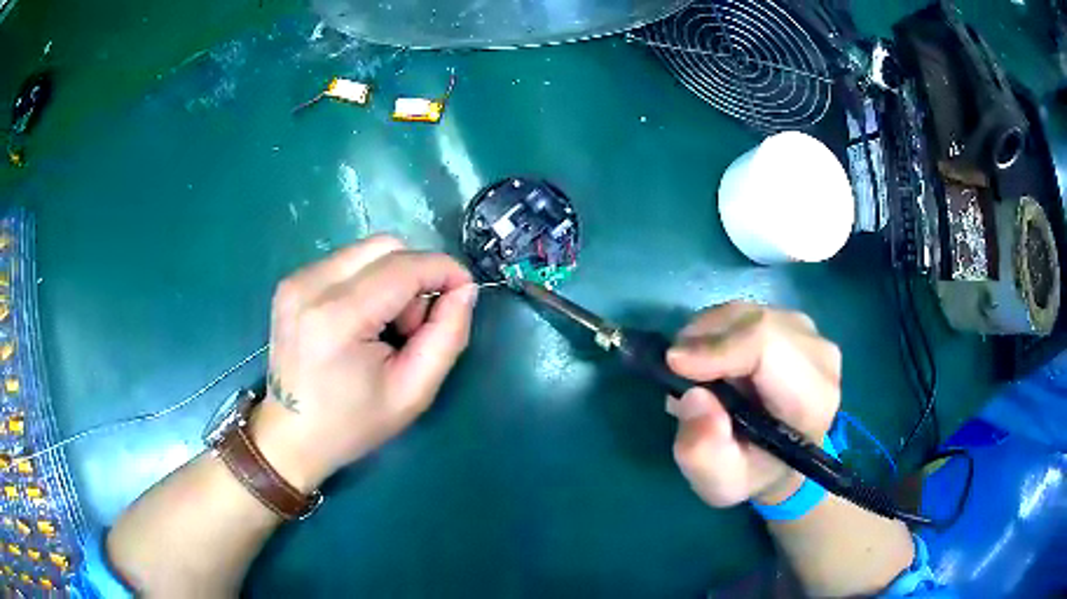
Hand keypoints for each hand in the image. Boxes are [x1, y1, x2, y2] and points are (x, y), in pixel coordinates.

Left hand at [251, 236, 477, 491]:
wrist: (291, 435)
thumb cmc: (352, 424)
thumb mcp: (414, 392)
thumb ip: (448, 336)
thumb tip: (464, 289)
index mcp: (337, 316)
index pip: (405, 266)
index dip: (445, 270)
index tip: (464, 292)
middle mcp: (311, 284)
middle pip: (386, 246)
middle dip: (415, 276)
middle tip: (412, 325)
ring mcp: (296, 279)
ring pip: (367, 251)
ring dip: (391, 279)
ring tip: (384, 327)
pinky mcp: (291, 282)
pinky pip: (347, 262)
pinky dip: (368, 282)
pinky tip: (360, 321)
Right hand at [665, 302, 840, 506]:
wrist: (781, 462)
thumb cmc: (751, 474)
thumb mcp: (719, 483)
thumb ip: (703, 452)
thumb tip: (694, 398)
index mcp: (812, 400)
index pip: (768, 345)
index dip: (718, 347)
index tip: (675, 365)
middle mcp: (820, 357)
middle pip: (755, 322)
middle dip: (705, 340)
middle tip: (676, 372)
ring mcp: (811, 334)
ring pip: (748, 313)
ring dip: (709, 335)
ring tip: (693, 371)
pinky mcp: (796, 324)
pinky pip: (748, 312)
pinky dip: (719, 330)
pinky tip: (712, 360)